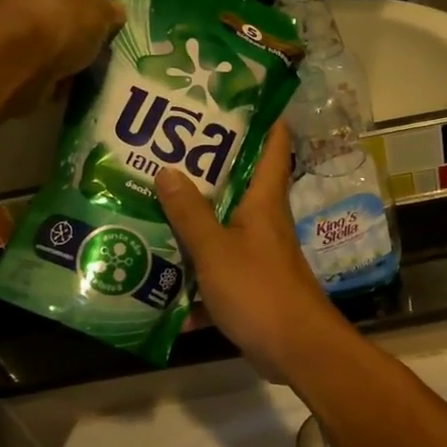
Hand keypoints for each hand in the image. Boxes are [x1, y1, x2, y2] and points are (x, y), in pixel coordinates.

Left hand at [0, 0, 125, 116]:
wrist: (9, 64)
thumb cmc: (57, 20)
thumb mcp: (99, 12)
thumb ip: (111, 9)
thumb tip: (114, 11)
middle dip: (92, 4)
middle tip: (114, 20)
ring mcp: (14, 14)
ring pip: (57, 18)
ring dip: (80, 33)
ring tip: (103, 50)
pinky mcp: (11, 45)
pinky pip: (47, 46)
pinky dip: (66, 56)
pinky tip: (84, 69)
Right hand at [156, 124, 352, 381]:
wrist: (295, 348)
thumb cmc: (259, 290)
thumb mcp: (216, 249)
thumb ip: (190, 213)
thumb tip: (167, 169)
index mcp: (264, 200)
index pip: (273, 144)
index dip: (260, 117)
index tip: (230, 97)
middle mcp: (265, 219)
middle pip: (238, 182)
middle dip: (205, 166)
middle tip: (164, 147)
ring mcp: (259, 251)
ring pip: (223, 224)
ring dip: (194, 216)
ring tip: (151, 199)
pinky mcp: (250, 282)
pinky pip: (217, 263)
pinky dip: (193, 266)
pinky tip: (158, 267)